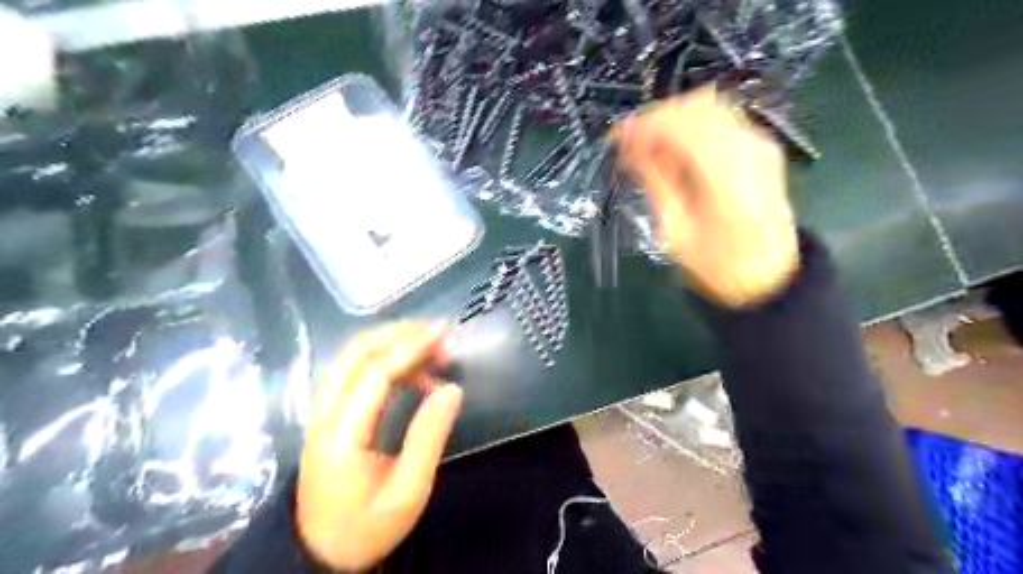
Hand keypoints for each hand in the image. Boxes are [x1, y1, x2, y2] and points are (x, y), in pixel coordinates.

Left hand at [297, 322, 463, 568]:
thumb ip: (429, 437)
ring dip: (389, 342)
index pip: (375, 374)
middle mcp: (324, 414)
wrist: (320, 555)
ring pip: (350, 358)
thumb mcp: (408, 491)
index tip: (443, 332)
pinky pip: (353, 372)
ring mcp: (322, 412)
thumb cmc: (367, 527)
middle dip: (397, 333)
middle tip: (437, 332)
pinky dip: (384, 360)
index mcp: (342, 434)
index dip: (410, 347)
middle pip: (354, 353)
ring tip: (429, 346)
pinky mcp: (328, 416)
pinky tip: (412, 372)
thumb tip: (452, 389)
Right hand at [609, 84, 803, 306]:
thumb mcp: (676, 230)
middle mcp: (749, 148)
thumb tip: (630, 147)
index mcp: (727, 175)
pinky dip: (690, 128)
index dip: (644, 124)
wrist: (768, 274)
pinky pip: (719, 120)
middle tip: (629, 144)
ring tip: (647, 149)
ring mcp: (759, 144)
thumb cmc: (718, 264)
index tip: (616, 137)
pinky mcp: (760, 147)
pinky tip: (672, 152)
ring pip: (708, 107)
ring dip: (672, 122)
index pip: (681, 125)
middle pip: (696, 106)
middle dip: (656, 119)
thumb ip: (655, 180)